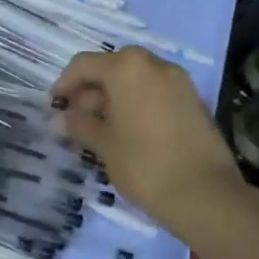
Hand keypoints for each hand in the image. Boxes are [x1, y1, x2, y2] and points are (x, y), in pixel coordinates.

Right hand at [52, 47, 242, 231]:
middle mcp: (154, 64)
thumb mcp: (103, 144)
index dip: (65, 84)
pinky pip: (156, 92)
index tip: (54, 106)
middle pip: (112, 68)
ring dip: (115, 97)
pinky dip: (138, 103)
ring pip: (136, 80)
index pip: (84, 64)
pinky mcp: (194, 101)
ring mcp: (179, 81)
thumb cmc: (143, 163)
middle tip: (77, 119)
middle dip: (91, 90)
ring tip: (102, 129)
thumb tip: (59, 119)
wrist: (204, 193)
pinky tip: (129, 132)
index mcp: (126, 68)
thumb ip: (79, 125)